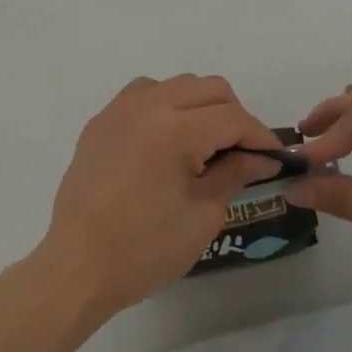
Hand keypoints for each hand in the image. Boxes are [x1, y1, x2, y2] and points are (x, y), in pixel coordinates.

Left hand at [36, 75, 283, 322]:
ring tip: (204, 144)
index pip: (233, 118)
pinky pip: (144, 93)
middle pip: (210, 89)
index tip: (275, 157)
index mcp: (176, 129)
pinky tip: (166, 138)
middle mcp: (149, 105)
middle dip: (234, 116)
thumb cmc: (145, 249)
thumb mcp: (202, 215)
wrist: (77, 268)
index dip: (260, 136)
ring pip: (178, 84)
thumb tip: (262, 157)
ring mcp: (121, 108)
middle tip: (242, 152)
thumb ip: (235, 174)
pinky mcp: (102, 120)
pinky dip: (166, 104)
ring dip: (200, 105)